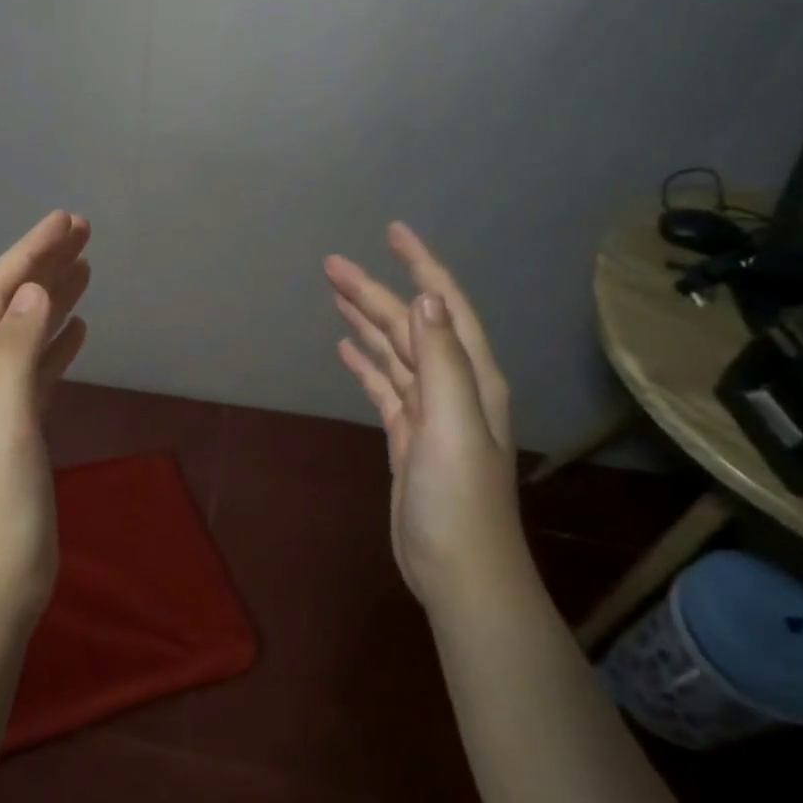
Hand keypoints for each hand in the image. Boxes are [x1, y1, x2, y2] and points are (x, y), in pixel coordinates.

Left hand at [0, 211, 91, 619]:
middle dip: (43, 265)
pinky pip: (38, 370)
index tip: (67, 220)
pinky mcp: (17, 430)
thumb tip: (35, 292)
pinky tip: (78, 332)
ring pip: (25, 335)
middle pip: (9, 307)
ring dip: (53, 299)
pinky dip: (57, 343)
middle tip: (82, 232)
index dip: (29, 253)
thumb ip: (14, 352)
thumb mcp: (2, 423)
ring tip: (86, 269)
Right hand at [325, 223, 521, 612]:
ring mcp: (428, 411)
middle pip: (409, 325)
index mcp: (470, 376)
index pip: (444, 305)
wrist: (458, 570)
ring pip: (393, 352)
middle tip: (332, 265)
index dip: (421, 265)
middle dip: (373, 291)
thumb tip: (425, 298)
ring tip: (336, 294)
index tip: (392, 231)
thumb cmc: (458, 498)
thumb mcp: (452, 424)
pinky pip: (383, 385)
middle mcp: (453, 385)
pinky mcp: (406, 435)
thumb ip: (442, 360)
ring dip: (367, 321)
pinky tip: (346, 347)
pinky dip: (365, 362)